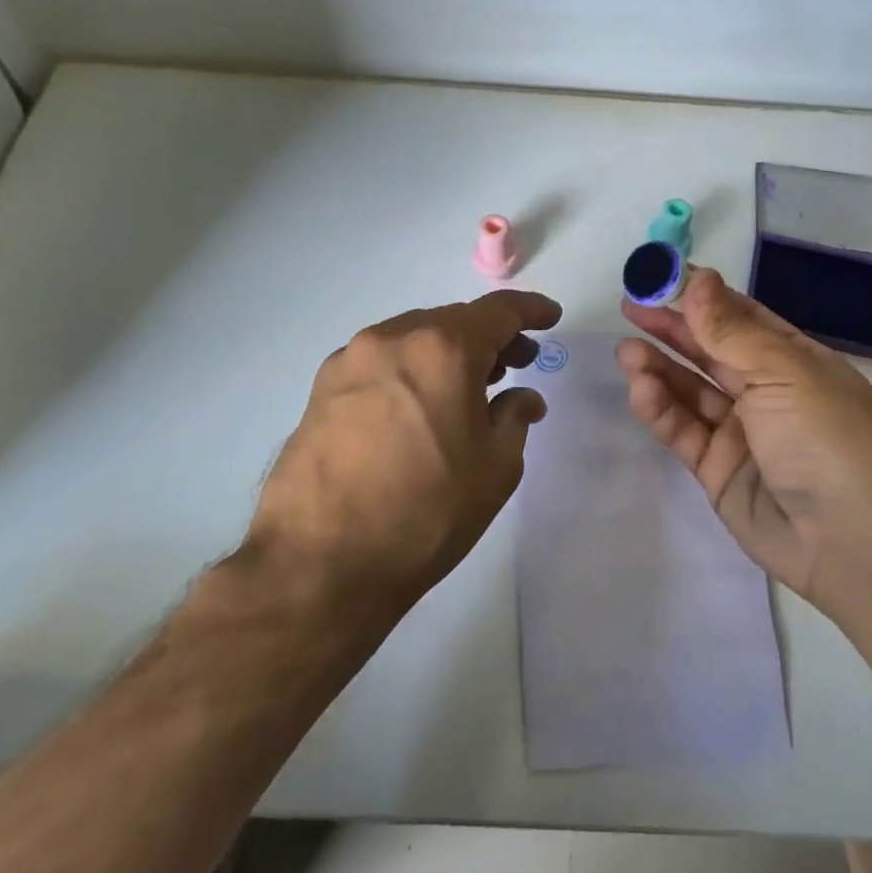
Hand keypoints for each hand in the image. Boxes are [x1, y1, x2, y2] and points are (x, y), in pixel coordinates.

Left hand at [247, 290, 561, 624]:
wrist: (320, 562)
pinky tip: (421, 405)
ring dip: (449, 352)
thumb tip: (521, 398)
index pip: (498, 311)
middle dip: (491, 337)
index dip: (531, 310)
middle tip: (518, 362)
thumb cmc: (425, 512)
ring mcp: (350, 361)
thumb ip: (515, 418)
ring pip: (415, 338)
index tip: (551, 318)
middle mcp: (393, 339)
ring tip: (471, 386)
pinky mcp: (322, 388)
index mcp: (443, 349)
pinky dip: (412, 369)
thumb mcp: (494, 468)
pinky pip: (382, 362)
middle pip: (454, 321)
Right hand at [617, 268, 871, 610]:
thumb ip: (730, 330)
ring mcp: (741, 432)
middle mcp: (767, 391)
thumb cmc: (824, 436)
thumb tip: (698, 278)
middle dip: (672, 329)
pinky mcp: (717, 468)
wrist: (846, 539)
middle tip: (630, 307)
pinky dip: (660, 409)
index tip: (661, 278)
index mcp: (794, 360)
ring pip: (691, 391)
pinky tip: (640, 388)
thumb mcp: (781, 371)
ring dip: (659, 368)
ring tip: (626, 349)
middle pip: (711, 352)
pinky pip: (683, 430)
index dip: (702, 297)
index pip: (741, 318)